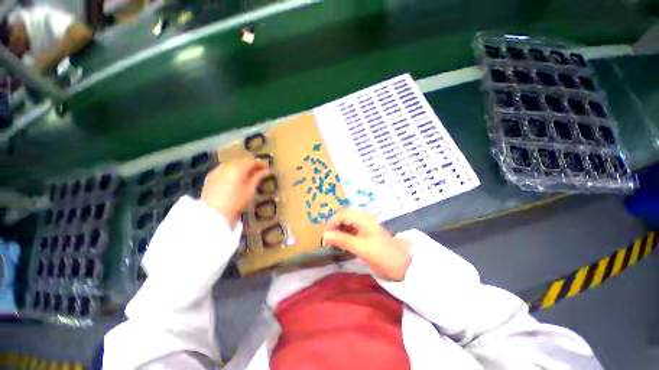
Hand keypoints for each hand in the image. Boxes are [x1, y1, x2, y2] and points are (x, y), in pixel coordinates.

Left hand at [201, 157, 269, 227]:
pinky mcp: (210, 177)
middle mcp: (226, 165)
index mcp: (237, 168)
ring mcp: (216, 170)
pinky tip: (234, 179)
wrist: (212, 213)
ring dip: (241, 168)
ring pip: (232, 165)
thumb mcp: (250, 190)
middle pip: (241, 161)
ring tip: (247, 176)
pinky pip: (224, 170)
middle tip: (258, 173)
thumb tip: (266, 171)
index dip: (260, 164)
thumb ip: (258, 178)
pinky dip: (231, 172)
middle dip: (250, 166)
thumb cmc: (235, 202)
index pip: (251, 161)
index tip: (266, 169)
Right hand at [322, 209, 410, 280]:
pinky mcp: (365, 235)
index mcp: (363, 218)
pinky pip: (350, 231)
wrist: (401, 266)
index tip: (325, 235)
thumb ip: (342, 240)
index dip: (332, 222)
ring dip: (338, 231)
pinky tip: (340, 244)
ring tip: (331, 242)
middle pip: (344, 217)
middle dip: (334, 226)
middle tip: (326, 239)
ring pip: (346, 224)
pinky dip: (343, 236)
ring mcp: (364, 227)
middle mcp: (363, 219)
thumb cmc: (382, 254)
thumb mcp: (361, 247)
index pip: (343, 214)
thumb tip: (324, 235)